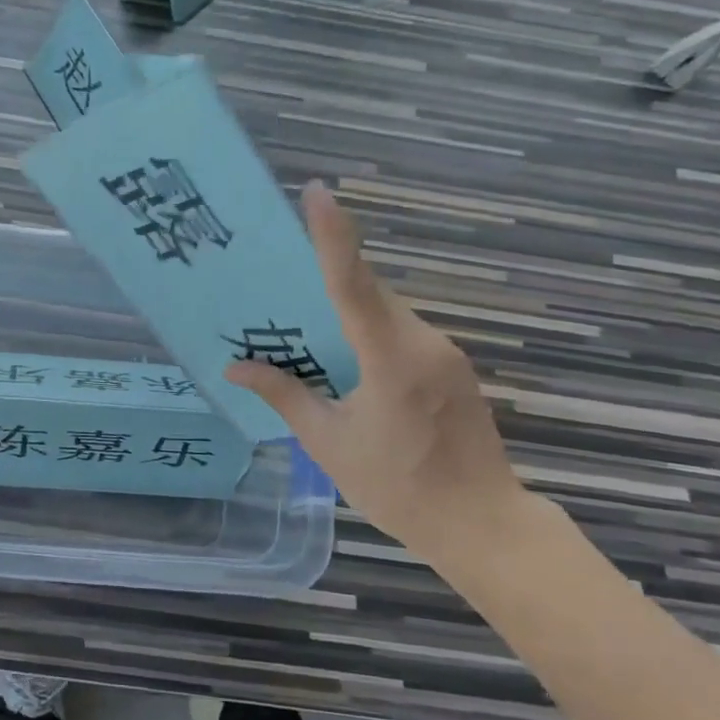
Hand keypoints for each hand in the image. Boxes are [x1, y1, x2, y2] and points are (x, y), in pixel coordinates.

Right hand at [225, 182, 542, 574]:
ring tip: (307, 328)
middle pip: (368, 293)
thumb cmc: (399, 488)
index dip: (333, 235)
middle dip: (327, 279)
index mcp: (390, 358)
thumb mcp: (329, 444)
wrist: (484, 527)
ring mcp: (445, 353)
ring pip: (386, 313)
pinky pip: (402, 333)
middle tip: (281, 275)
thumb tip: (235, 369)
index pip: (352, 284)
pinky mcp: (453, 367)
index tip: (317, 192)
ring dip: (349, 311)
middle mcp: (422, 342)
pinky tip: (349, 362)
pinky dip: (371, 332)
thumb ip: (285, 396)